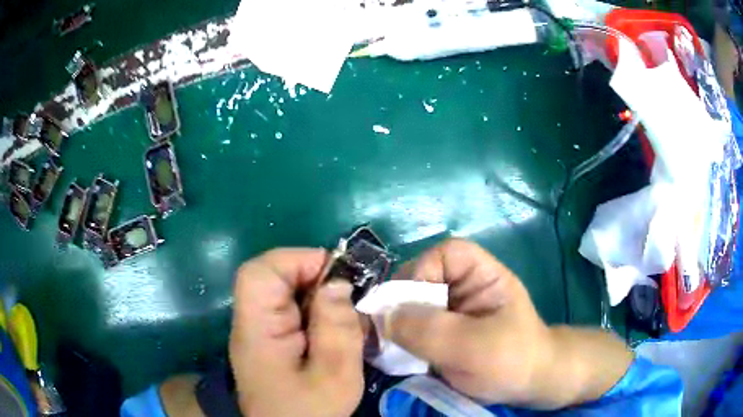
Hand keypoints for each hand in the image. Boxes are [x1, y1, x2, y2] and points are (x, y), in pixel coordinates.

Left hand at [229, 248, 363, 416]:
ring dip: (317, 296)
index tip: (336, 275)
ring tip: (344, 317)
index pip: (259, 273)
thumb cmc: (309, 412)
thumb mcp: (335, 376)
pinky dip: (315, 311)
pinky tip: (332, 331)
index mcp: (257, 330)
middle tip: (347, 298)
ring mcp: (258, 331)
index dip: (295, 261)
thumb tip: (338, 282)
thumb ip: (337, 329)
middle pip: (272, 278)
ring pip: (284, 292)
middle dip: (313, 278)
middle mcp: (251, 323)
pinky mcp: (269, 339)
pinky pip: (290, 310)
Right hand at [386, 239, 551, 404]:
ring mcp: (449, 311)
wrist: (525, 386)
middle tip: (389, 331)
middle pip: (421, 279)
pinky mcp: (439, 334)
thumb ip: (429, 331)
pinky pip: (411, 328)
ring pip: (411, 306)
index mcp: (480, 275)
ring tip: (390, 347)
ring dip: (397, 325)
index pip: (445, 253)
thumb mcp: (474, 346)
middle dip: (403, 304)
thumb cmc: (511, 359)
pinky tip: (395, 355)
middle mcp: (462, 288)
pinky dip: (399, 340)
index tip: (408, 304)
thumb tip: (382, 317)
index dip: (422, 270)